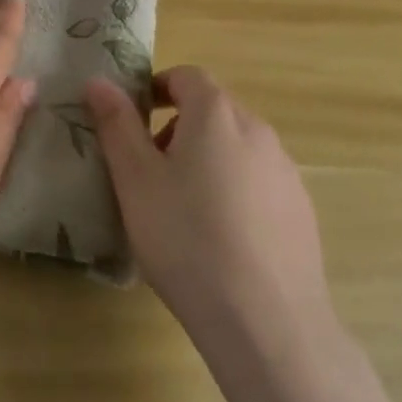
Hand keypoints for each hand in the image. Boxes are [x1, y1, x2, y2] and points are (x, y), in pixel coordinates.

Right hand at [85, 67, 332, 347]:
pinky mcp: (302, 211)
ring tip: (184, 211)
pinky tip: (222, 241)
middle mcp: (257, 129)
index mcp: (216, 113)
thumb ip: (116, 124)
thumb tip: (98, 81)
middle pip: (212, 111)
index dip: (157, 89)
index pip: (186, 76)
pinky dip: (236, 193)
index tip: (134, 121)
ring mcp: (285, 171)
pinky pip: (259, 183)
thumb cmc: (188, 240)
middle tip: (150, 173)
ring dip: (208, 162)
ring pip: (237, 148)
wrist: (268, 325)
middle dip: (178, 130)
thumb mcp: (135, 180)